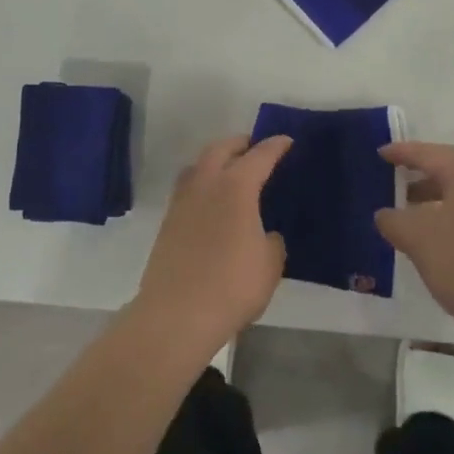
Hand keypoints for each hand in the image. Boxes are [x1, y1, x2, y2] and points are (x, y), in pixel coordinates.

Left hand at [131, 134, 290, 361]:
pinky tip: (212, 202)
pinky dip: (202, 184)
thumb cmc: (232, 285)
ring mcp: (182, 202)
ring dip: (215, 160)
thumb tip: (265, 234)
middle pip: (220, 149)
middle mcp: (206, 184)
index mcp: (235, 187)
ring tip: (230, 170)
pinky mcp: (168, 222)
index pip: (259, 156)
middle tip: (254, 148)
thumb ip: (272, 242)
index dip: (275, 146)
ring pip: (198, 166)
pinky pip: (188, 189)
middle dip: (239, 144)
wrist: (177, 313)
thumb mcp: (270, 264)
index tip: (286, 140)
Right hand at [375, 142, 453, 343]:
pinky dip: (449, 211)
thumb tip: (386, 215)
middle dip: (420, 170)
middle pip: (449, 166)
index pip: (428, 153)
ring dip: (434, 193)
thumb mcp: (418, 239)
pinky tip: (436, 235)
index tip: (379, 153)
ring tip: (409, 209)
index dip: (401, 152)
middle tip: (394, 175)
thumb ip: (394, 220)